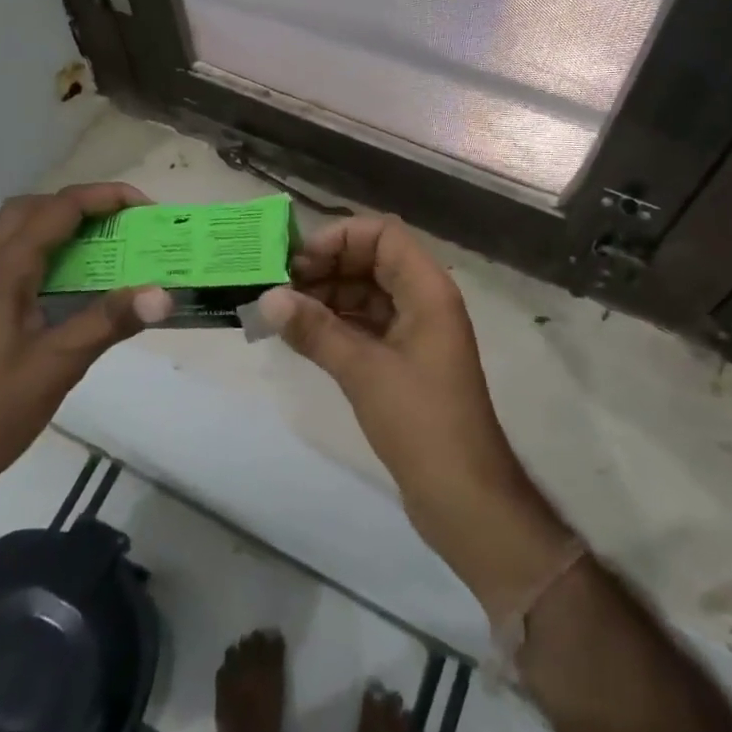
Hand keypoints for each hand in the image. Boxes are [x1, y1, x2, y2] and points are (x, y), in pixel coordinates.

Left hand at [0, 183, 172, 509]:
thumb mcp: (58, 366)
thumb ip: (109, 322)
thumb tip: (164, 294)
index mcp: (2, 271)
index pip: (58, 209)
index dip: (104, 198)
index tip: (146, 208)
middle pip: (32, 208)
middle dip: (80, 204)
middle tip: (121, 223)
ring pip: (17, 231)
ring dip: (61, 225)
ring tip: (104, 247)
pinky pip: (14, 259)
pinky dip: (47, 252)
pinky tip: (73, 285)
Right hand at [258, 216, 566, 613]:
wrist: (464, 497)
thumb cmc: (421, 422)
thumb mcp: (363, 371)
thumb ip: (315, 330)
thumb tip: (267, 298)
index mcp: (427, 289)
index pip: (382, 234)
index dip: (340, 238)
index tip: (297, 262)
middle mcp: (423, 300)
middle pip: (372, 260)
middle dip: (326, 266)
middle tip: (279, 286)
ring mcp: (415, 331)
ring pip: (366, 293)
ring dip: (326, 296)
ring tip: (281, 310)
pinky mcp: (404, 360)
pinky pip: (366, 324)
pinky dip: (335, 323)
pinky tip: (301, 335)